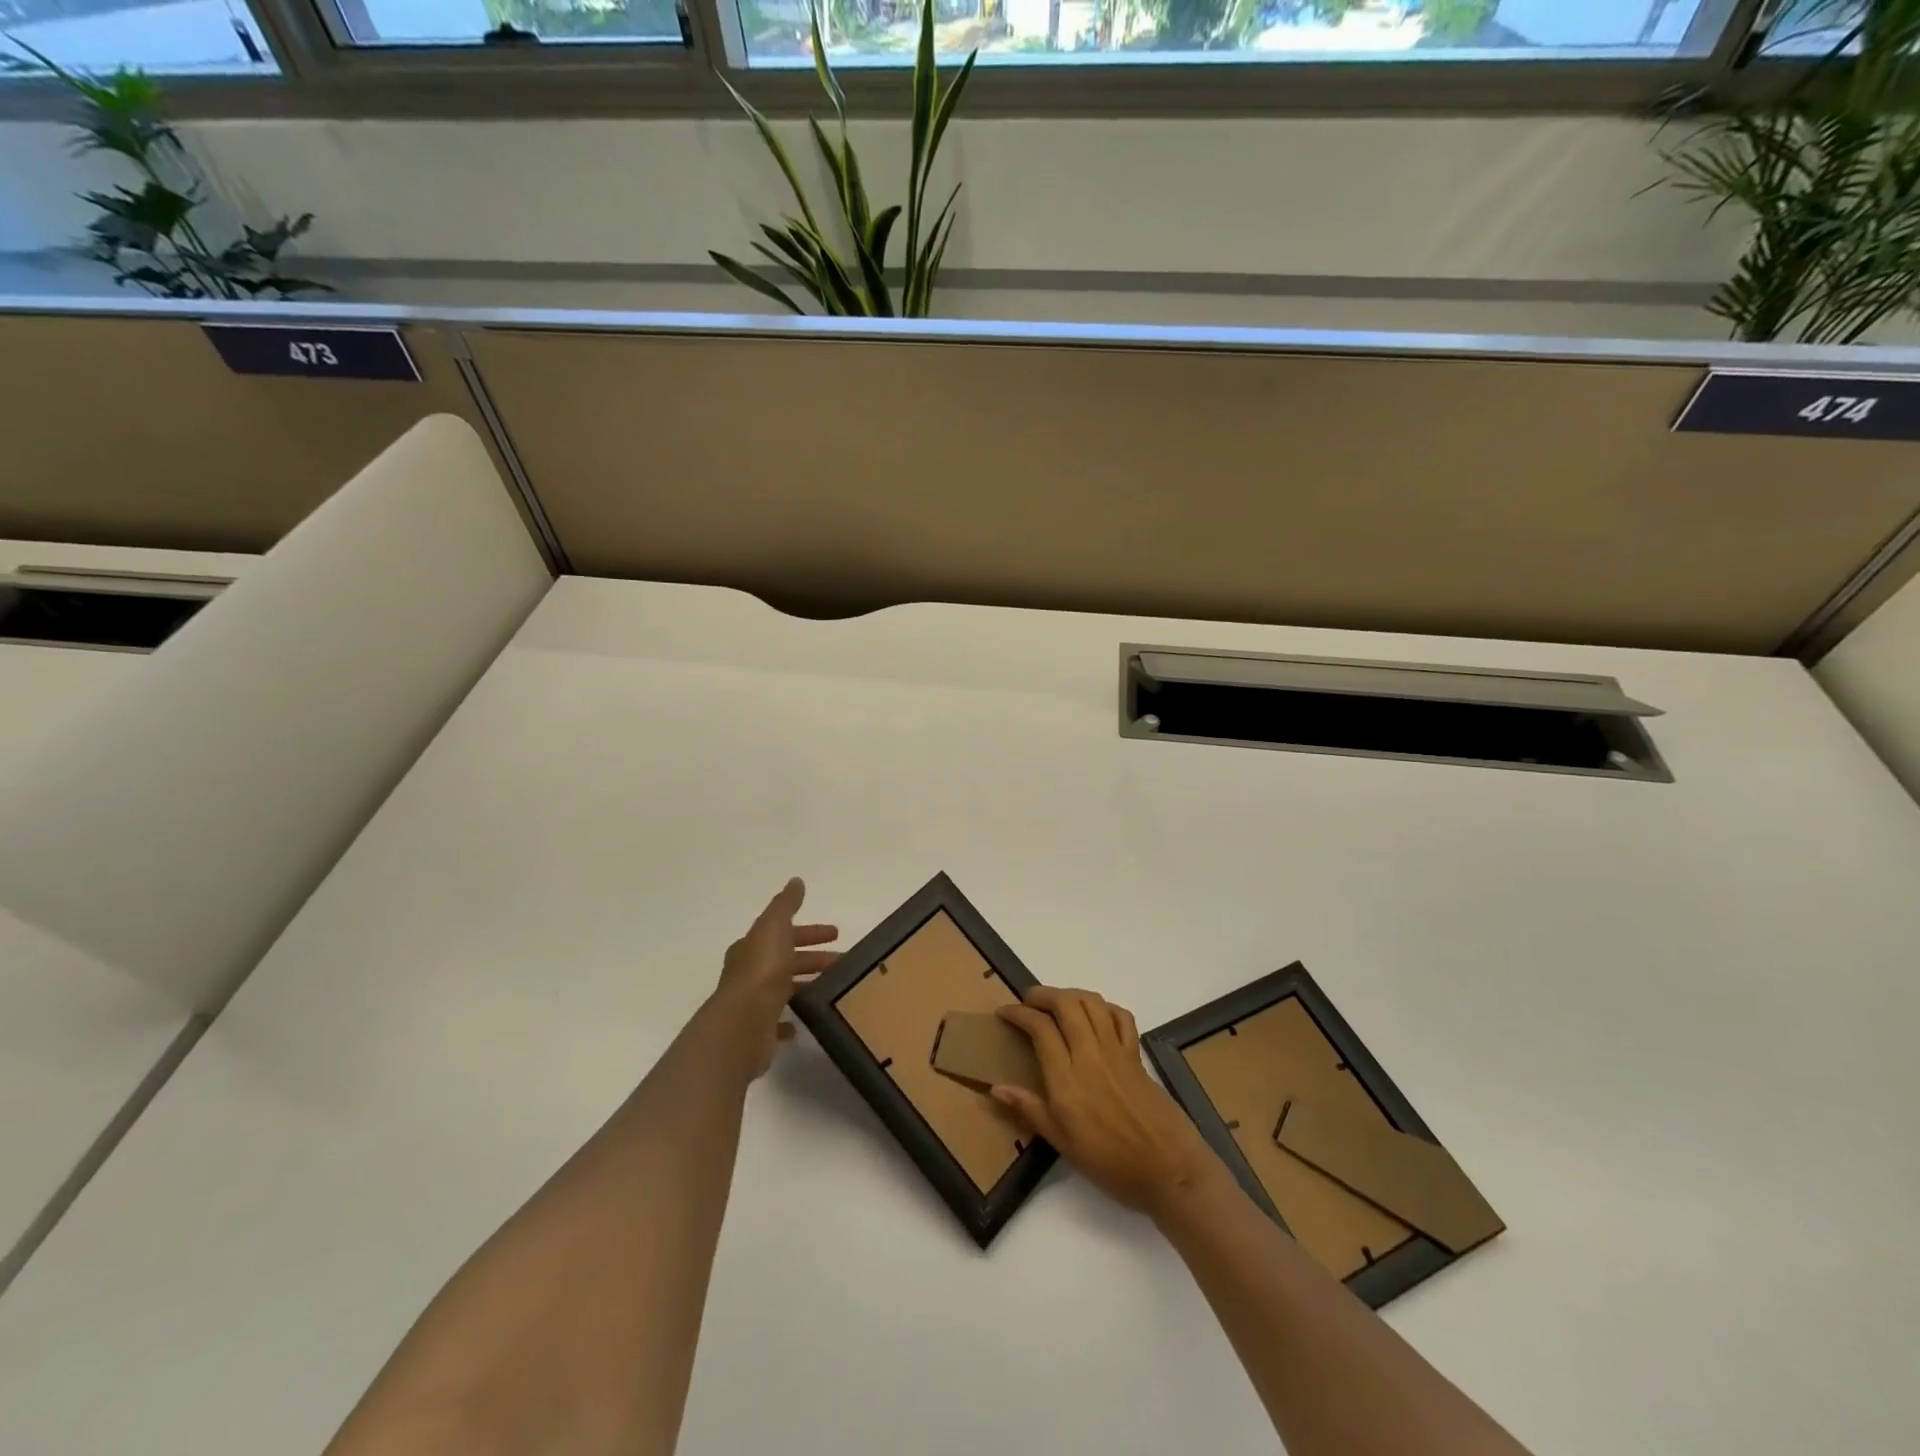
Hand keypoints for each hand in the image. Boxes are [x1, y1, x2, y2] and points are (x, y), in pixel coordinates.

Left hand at [710, 878, 838, 1078]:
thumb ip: (786, 904)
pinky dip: (792, 1018)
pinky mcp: (759, 1029)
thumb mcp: (774, 926)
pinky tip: (808, 1018)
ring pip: (785, 988)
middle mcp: (750, 972)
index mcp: (753, 947)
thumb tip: (796, 881)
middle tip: (844, 960)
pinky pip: (779, 1020)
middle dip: (814, 957)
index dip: (810, 931)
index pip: (784, 932)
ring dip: (808, 984)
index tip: (836, 933)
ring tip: (835, 987)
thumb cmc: (761, 970)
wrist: (742, 1023)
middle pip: (787, 960)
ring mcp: (754, 1002)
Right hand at [995, 987, 1224, 1219]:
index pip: (1040, 1028)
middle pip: (1066, 1004)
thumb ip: (1029, 1109)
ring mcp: (1117, 1051)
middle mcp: (1090, 1055)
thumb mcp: (1063, 1143)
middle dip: (1042, 994)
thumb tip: (995, 1087)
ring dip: (1070, 994)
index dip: (1018, 1013)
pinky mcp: (1136, 1054)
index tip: (1004, 1013)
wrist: (1169, 1169)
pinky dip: (1104, 1007)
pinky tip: (1095, 1015)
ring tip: (1056, 1003)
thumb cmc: (1110, 1163)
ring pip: (1092, 1003)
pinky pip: (1120, 1017)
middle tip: (1027, 1001)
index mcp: (1067, 1079)